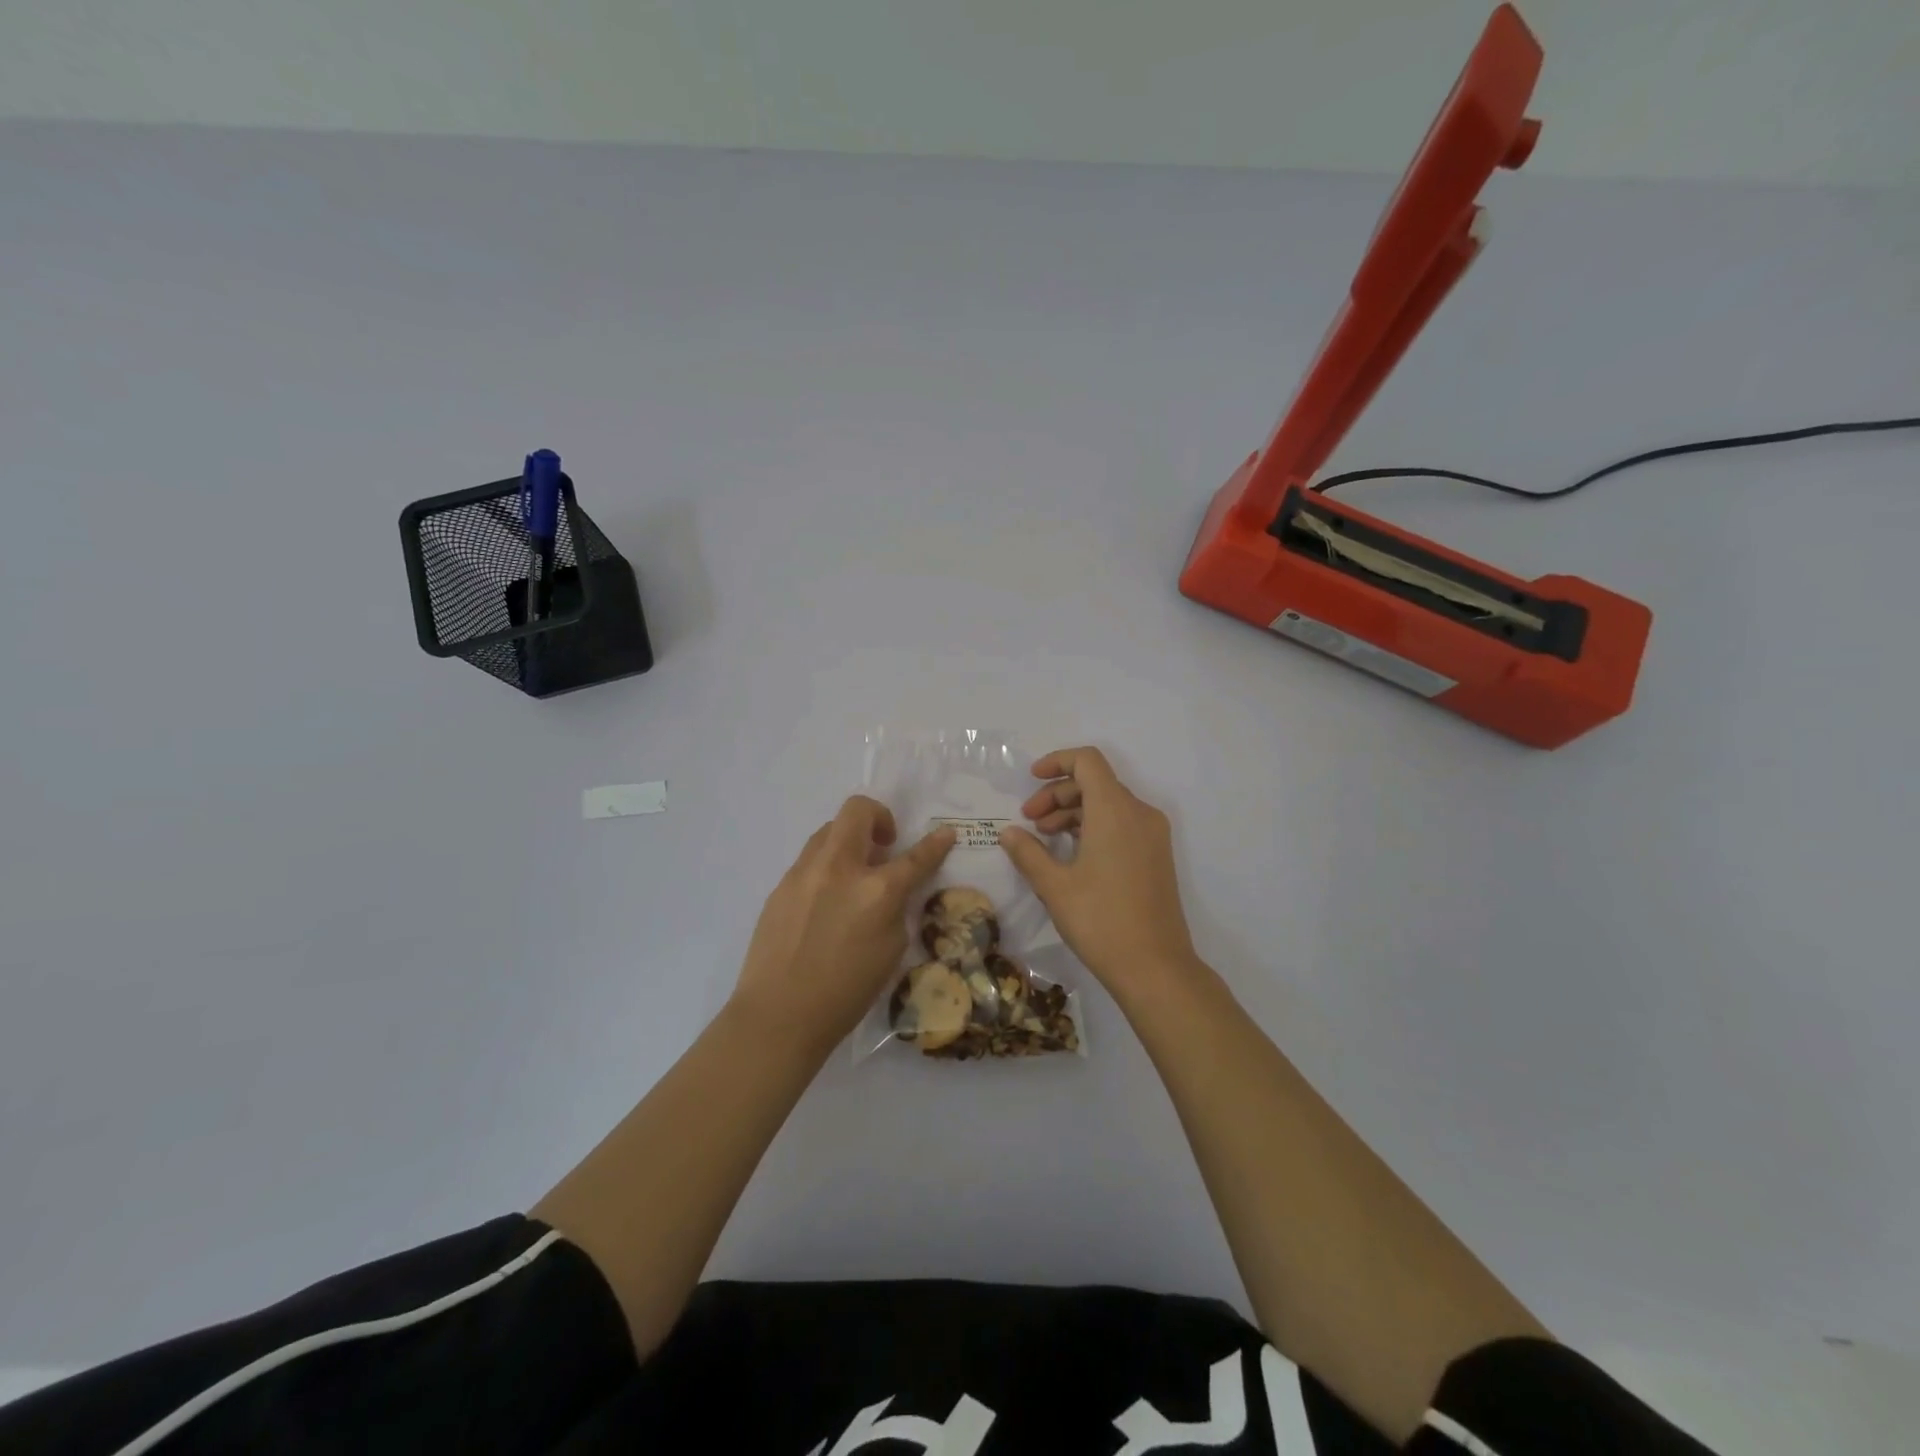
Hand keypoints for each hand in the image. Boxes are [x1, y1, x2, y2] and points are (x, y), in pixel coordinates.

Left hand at [732, 795, 954, 1051]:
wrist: (779, 1015)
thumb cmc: (846, 993)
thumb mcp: (891, 951)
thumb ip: (895, 908)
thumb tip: (891, 889)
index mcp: (876, 890)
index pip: (915, 856)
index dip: (935, 843)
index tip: (945, 833)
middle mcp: (839, 868)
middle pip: (858, 811)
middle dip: (879, 817)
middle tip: (885, 845)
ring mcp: (804, 873)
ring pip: (829, 830)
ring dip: (849, 840)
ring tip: (854, 873)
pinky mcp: (780, 885)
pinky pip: (809, 859)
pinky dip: (827, 866)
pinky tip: (826, 901)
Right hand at [999, 747, 1198, 996]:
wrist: (1156, 968)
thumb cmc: (1101, 921)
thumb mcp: (1054, 886)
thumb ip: (1028, 852)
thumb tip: (1008, 833)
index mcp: (1115, 810)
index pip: (1087, 761)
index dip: (1057, 762)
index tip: (1030, 780)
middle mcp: (1140, 813)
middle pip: (1096, 782)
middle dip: (1057, 794)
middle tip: (1029, 822)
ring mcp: (1153, 835)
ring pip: (1108, 804)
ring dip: (1073, 812)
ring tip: (1044, 841)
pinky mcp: (1157, 855)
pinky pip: (1122, 824)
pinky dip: (1094, 827)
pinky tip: (1071, 855)